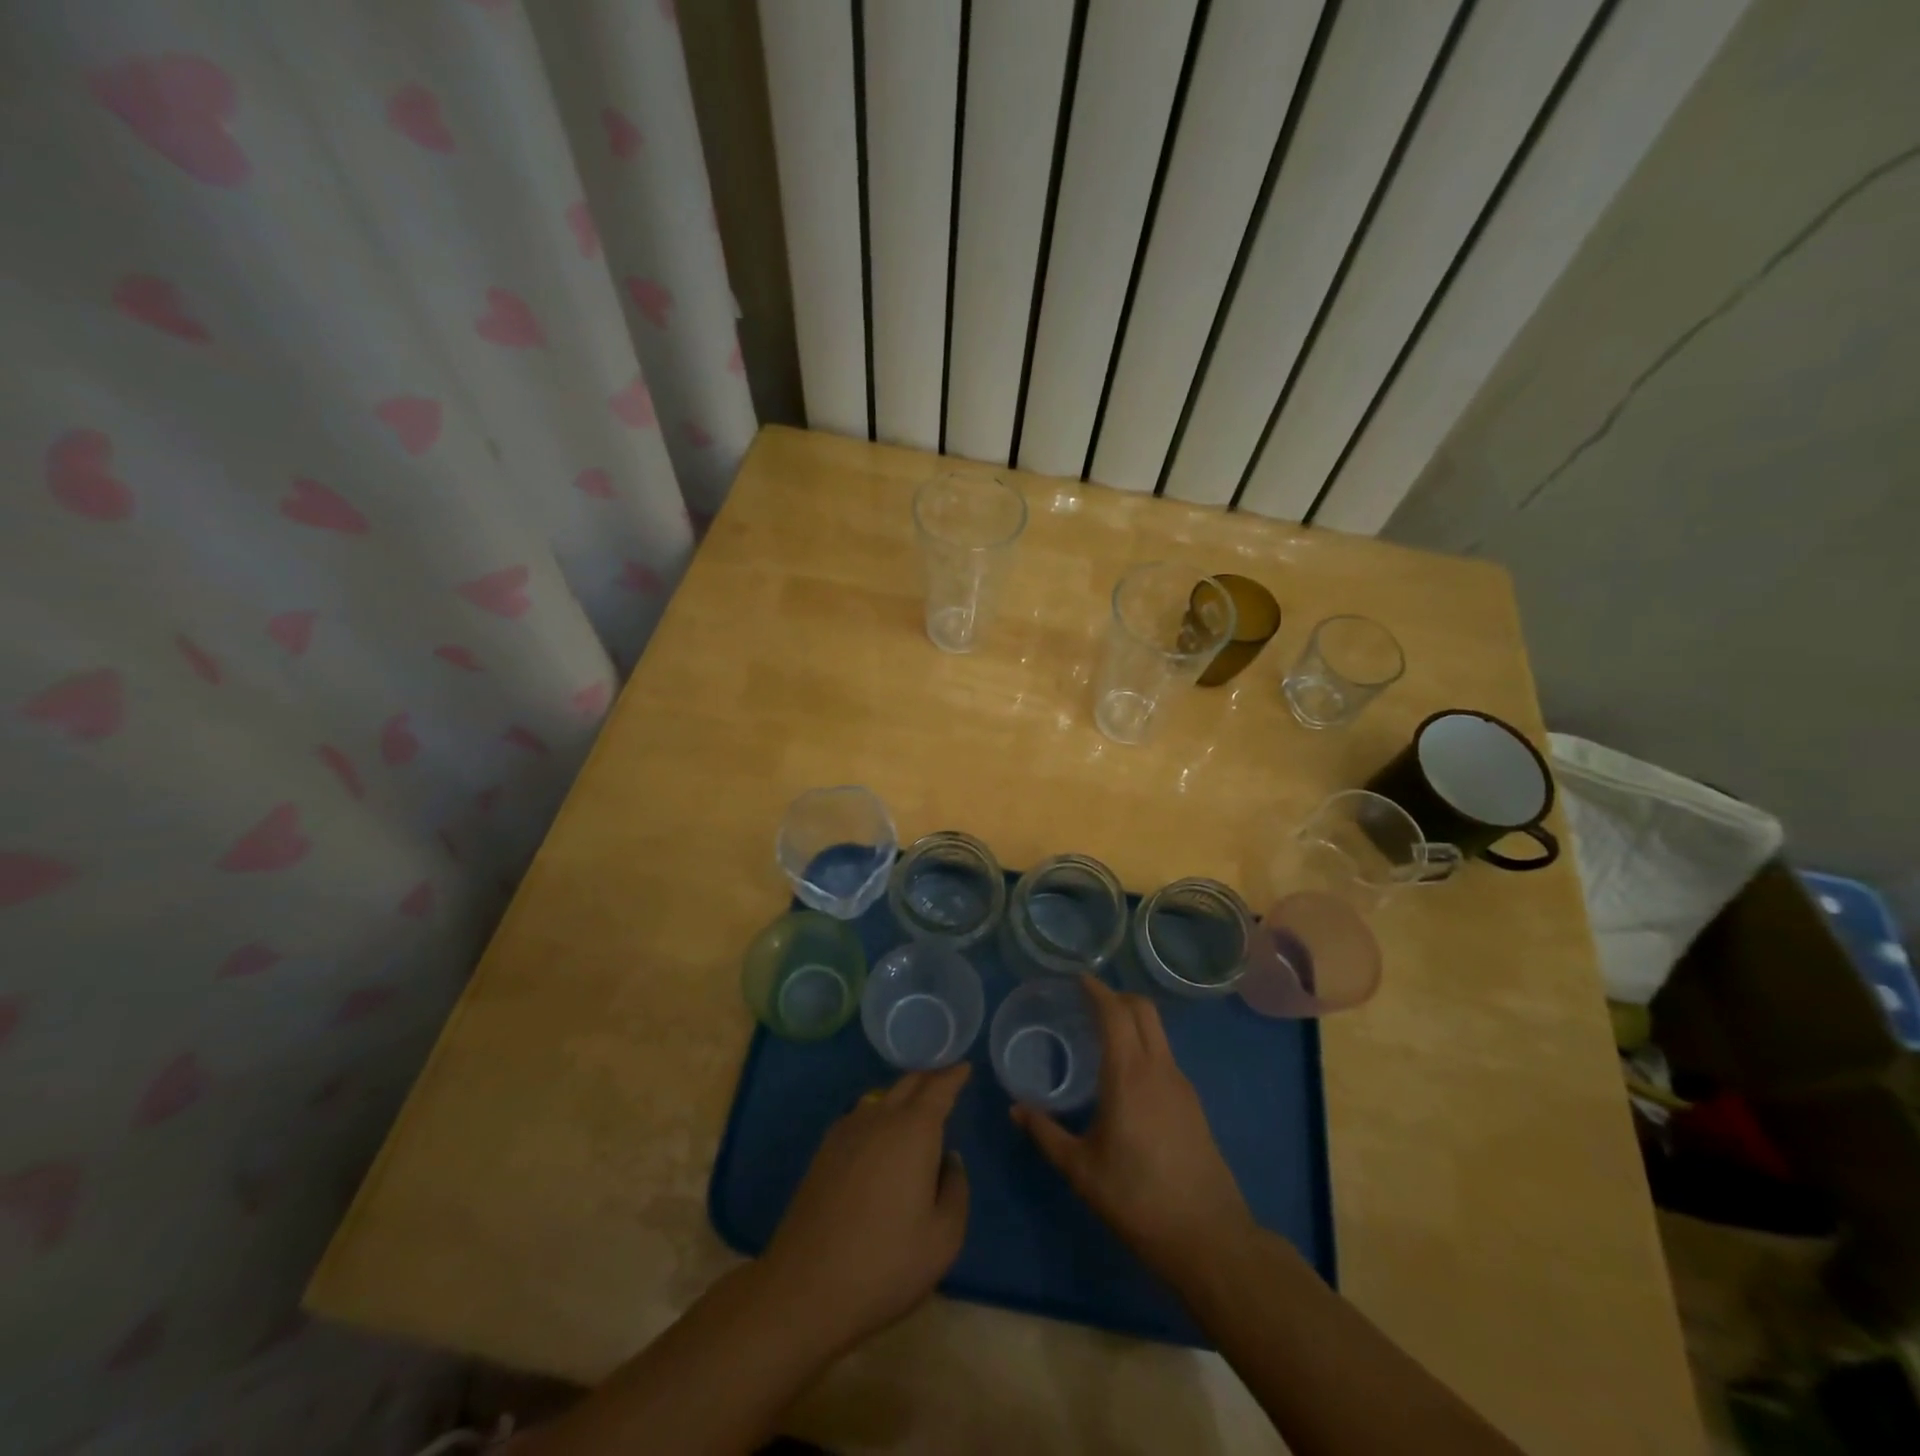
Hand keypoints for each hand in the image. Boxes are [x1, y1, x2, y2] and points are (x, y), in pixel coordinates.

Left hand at [761, 1063, 971, 1349]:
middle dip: (929, 1078)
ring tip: (916, 1111)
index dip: (954, 1075)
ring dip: (903, 1096)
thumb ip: (956, 1190)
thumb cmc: (885, 1264)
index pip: (939, 1087)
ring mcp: (847, 1131)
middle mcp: (880, 1118)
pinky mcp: (825, 1151)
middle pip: (908, 1083)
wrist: (805, 1288)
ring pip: (882, 1098)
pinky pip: (860, 1116)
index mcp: (914, 1130)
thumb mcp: (943, 1238)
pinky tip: (881, 1138)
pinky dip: (879, 1115)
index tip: (965, 1066)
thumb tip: (949, 1160)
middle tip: (946, 1081)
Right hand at [1012, 976, 1255, 1286]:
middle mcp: (1159, 1068)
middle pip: (1144, 1010)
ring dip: (1133, 1019)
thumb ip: (1046, 1133)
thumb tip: (1016, 1108)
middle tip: (1088, 1001)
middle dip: (1117, 996)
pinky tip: (1126, 1073)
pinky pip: (1165, 1056)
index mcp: (1129, 1074)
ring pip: (1158, 1032)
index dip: (1097, 991)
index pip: (1116, 1013)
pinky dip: (1144, 1045)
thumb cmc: (1137, 1198)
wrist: (1208, 1237)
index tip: (1078, 979)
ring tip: (1103, 1033)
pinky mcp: (1193, 1104)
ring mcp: (1182, 1085)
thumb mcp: (1081, 1169)